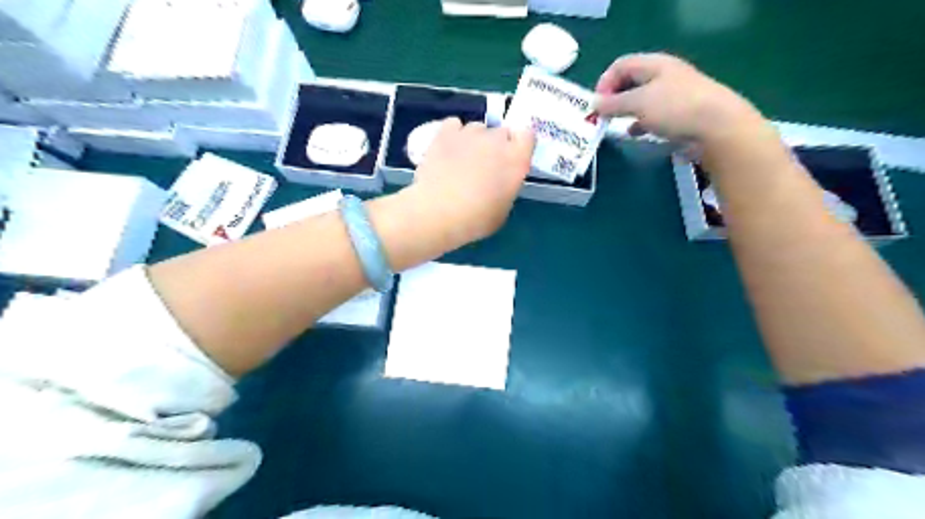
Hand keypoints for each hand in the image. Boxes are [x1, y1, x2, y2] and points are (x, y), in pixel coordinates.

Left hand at [405, 117, 534, 246]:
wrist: (437, 213)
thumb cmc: (474, 220)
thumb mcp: (502, 211)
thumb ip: (506, 188)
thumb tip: (499, 182)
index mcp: (516, 160)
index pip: (527, 136)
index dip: (519, 146)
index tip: (511, 159)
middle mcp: (497, 140)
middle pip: (502, 132)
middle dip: (496, 146)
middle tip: (484, 166)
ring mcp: (470, 133)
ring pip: (478, 128)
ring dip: (474, 140)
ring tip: (461, 160)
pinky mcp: (445, 132)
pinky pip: (454, 125)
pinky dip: (453, 134)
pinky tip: (447, 150)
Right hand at [597, 53, 769, 148]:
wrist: (717, 127)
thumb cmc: (675, 108)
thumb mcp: (638, 103)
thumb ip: (613, 103)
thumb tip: (595, 104)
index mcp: (654, 64)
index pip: (621, 65)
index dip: (604, 82)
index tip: (596, 105)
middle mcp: (663, 76)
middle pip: (630, 82)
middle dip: (613, 98)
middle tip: (602, 116)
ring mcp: (673, 95)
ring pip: (641, 100)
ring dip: (625, 111)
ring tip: (614, 126)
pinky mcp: (679, 114)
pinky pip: (652, 115)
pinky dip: (640, 123)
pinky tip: (634, 134)